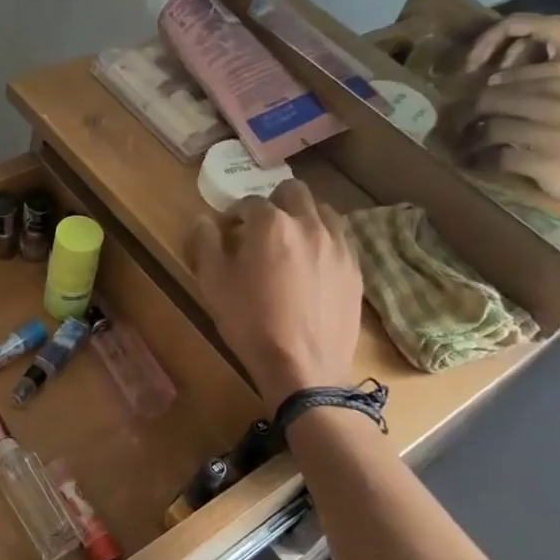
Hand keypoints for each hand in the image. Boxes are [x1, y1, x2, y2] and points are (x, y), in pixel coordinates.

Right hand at [187, 181, 363, 405]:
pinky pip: (341, 239)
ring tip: (292, 242)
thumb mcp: (213, 284)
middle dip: (274, 203)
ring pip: (324, 211)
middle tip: (261, 228)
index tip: (227, 230)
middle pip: (294, 192)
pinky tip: (314, 265)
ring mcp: (338, 246)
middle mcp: (309, 224)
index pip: (249, 202)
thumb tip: (204, 221)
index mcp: (272, 224)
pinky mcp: (355, 269)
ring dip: (304, 217)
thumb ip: (205, 243)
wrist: (303, 367)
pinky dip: (325, 241)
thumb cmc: (251, 323)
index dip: (234, 214)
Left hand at [462, 81, 559, 219]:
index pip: (504, 82)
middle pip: (491, 101)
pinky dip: (484, 162)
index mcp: (559, 88)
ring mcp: (547, 133)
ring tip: (465, 150)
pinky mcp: (542, 161)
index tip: (464, 107)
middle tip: (457, 128)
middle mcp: (552, 105)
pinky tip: (480, 166)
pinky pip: (498, 158)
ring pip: (492, 129)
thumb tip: (490, 98)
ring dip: (472, 142)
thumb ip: (536, 101)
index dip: (478, 95)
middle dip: (467, 115)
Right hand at [465, 12, 559, 91]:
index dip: (485, 42)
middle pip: (511, 31)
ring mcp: (559, 36)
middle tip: (474, 72)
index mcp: (551, 26)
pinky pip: (532, 52)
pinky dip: (518, 65)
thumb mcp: (558, 75)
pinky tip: (514, 83)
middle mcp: (552, 26)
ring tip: (493, 82)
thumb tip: (490, 81)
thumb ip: (523, 77)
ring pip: (521, 43)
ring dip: (504, 61)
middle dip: (490, 50)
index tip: (472, 64)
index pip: (508, 25)